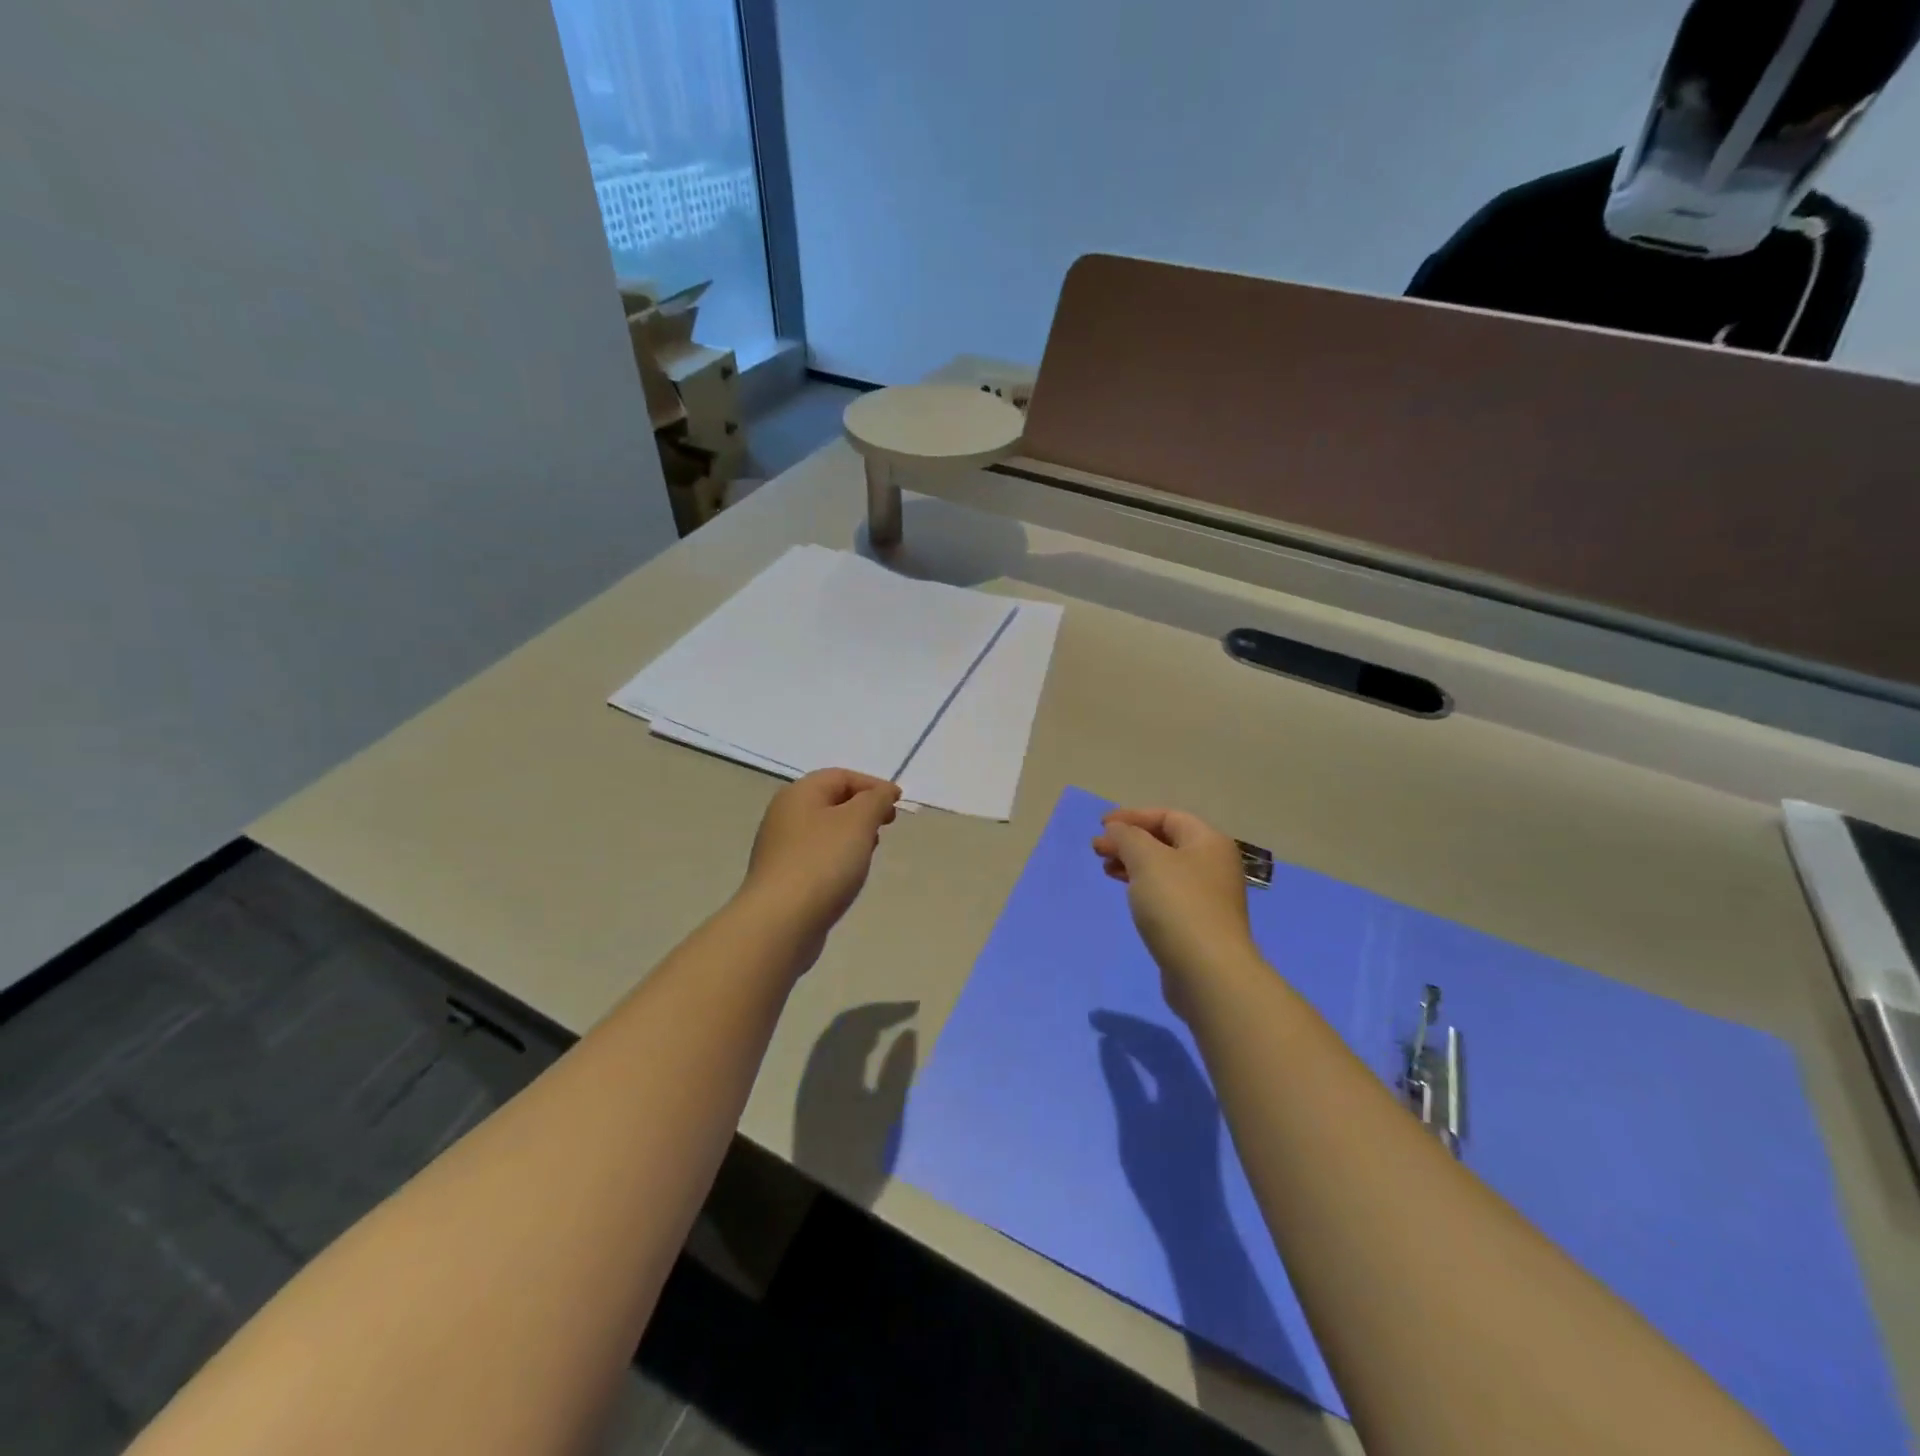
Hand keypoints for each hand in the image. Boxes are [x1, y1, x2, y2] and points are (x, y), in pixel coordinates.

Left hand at [741, 769, 901, 950]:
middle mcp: (784, 814)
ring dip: (851, 834)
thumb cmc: (822, 862)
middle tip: (886, 826)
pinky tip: (848, 875)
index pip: (841, 776)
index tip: (898, 804)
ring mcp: (779, 847)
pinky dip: (837, 857)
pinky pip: (816, 855)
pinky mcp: (782, 876)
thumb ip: (875, 800)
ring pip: (824, 830)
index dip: (873, 785)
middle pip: (831, 801)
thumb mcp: (858, 822)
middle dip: (863, 809)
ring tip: (870, 851)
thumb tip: (882, 793)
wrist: (780, 921)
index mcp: (799, 793)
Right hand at [1091, 807, 1254, 1017]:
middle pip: (1166, 841)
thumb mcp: (1146, 859)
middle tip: (1098, 850)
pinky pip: (1167, 894)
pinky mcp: (1199, 924)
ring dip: (1133, 864)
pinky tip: (1129, 896)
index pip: (1167, 816)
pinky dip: (1144, 887)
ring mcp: (1209, 897)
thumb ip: (1127, 837)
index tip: (1101, 826)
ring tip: (1107, 870)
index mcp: (1208, 842)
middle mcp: (1214, 865)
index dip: (1132, 816)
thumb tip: (1116, 829)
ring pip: (1165, 869)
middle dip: (1130, 841)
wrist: (1208, 972)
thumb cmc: (1178, 905)